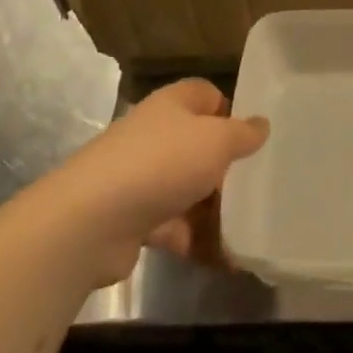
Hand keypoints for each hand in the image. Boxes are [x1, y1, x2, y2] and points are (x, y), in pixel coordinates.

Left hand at [46, 80, 267, 287]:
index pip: (204, 94)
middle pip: (198, 145)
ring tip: (252, 227)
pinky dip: (198, 241)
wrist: (91, 222)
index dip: (229, 108)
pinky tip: (227, 258)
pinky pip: (175, 227)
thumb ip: (243, 133)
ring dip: (215, 209)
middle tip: (259, 183)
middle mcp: (154, 137)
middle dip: (227, 166)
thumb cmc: (162, 163)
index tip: (253, 134)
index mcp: (171, 106)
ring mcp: (142, 180)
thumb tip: (262, 124)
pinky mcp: (134, 220)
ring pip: (188, 189)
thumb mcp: (216, 140)